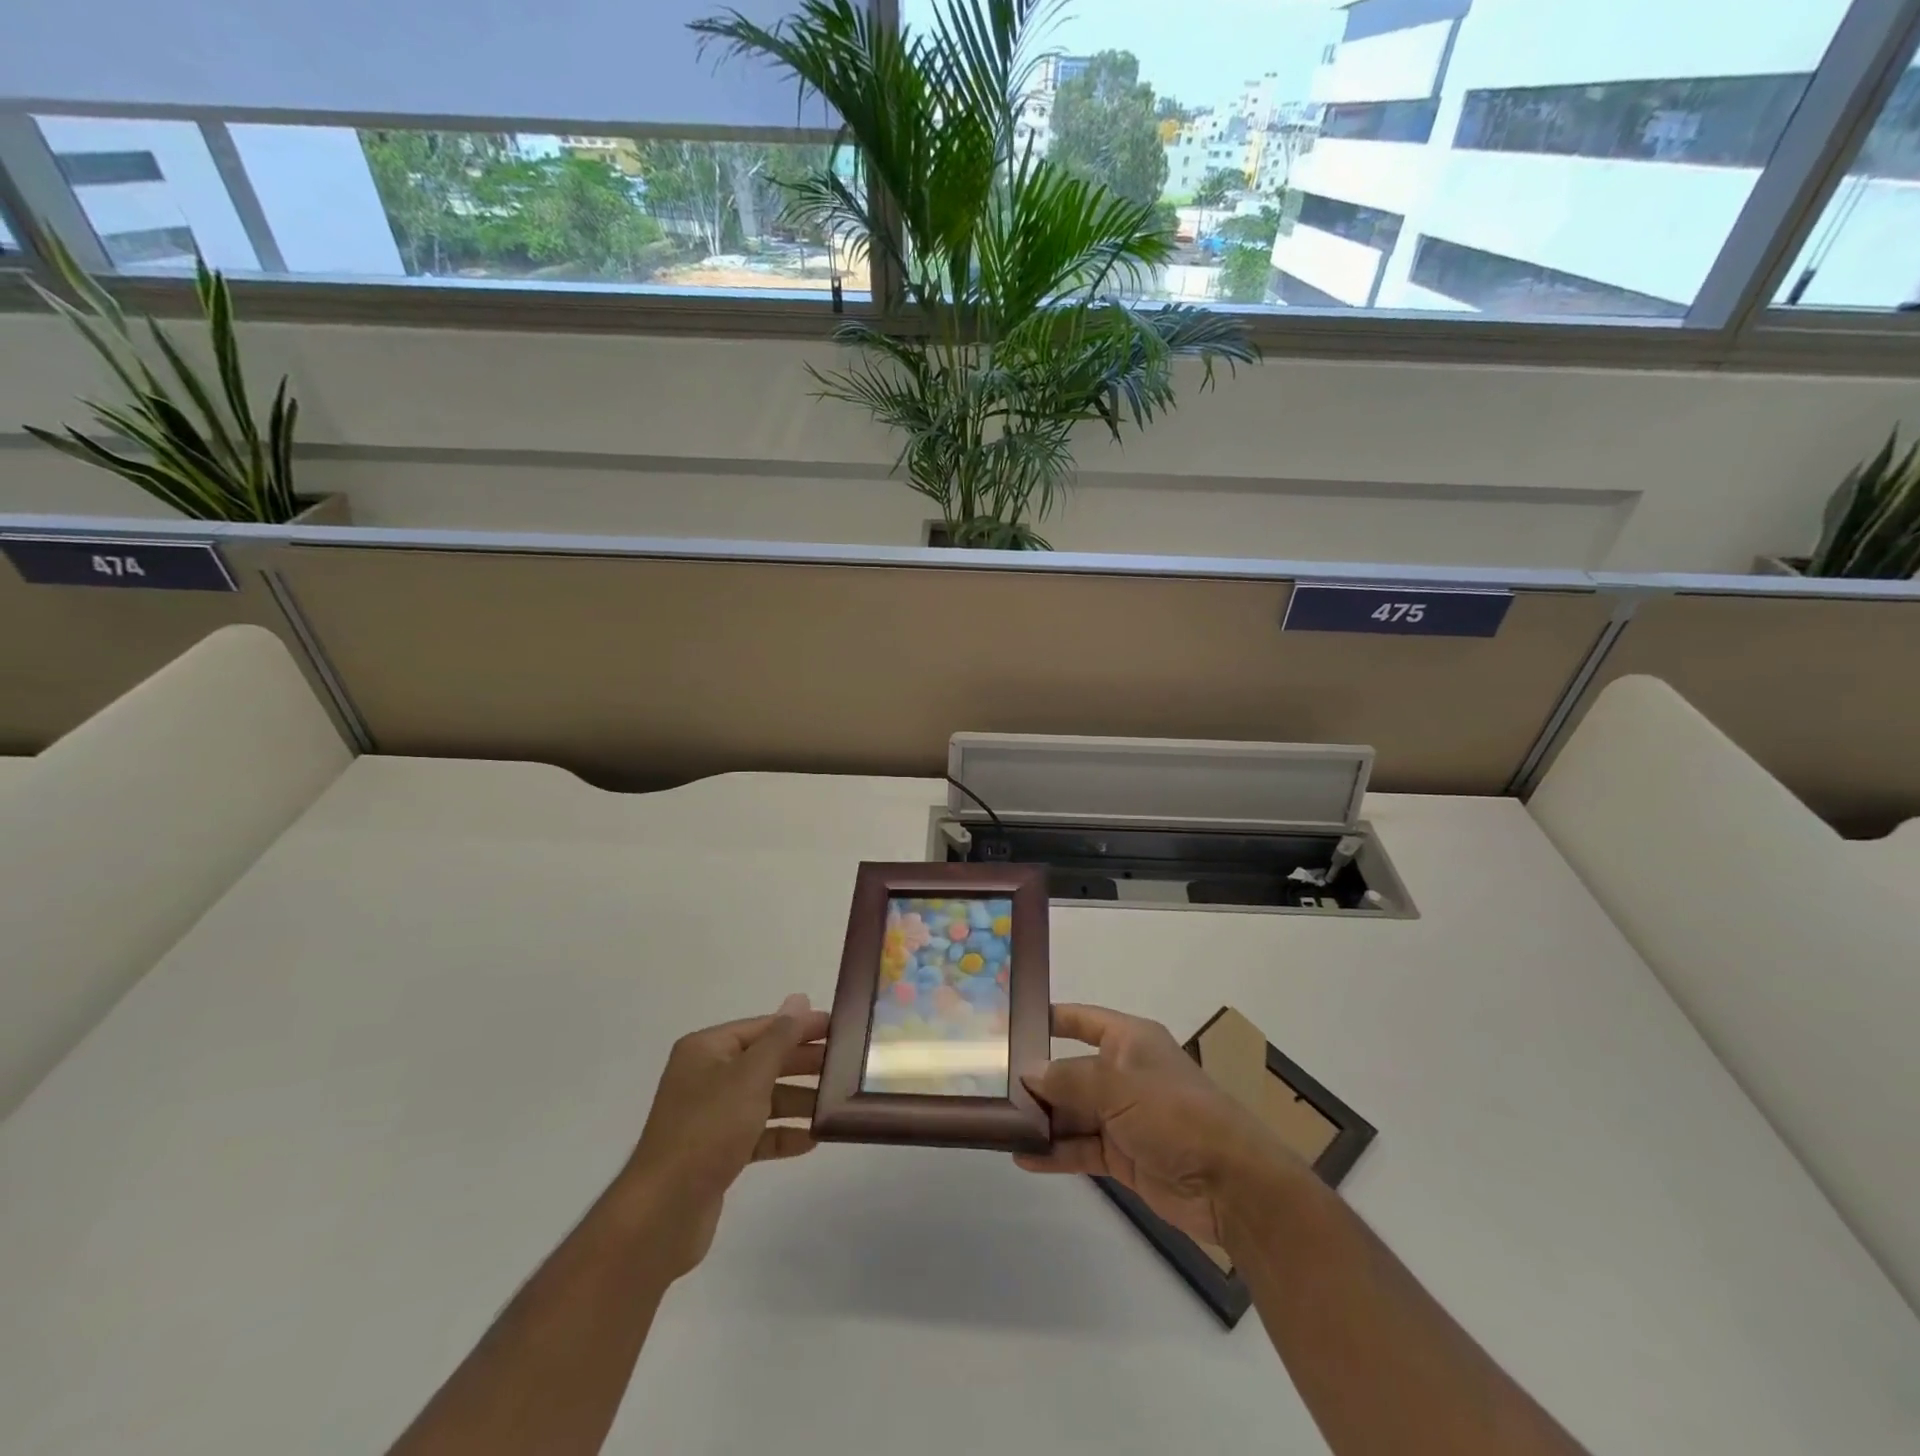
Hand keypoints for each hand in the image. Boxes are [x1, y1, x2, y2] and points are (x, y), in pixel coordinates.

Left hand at [622, 993, 828, 1276]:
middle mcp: (706, 1076)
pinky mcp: (716, 1152)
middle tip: (844, 1067)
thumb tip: (799, 999)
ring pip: (763, 1098)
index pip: (763, 1027)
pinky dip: (782, 1135)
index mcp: (707, 1049)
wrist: (663, 1212)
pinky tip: (811, 1140)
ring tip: (834, 1105)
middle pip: (764, 1061)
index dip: (800, 1027)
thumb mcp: (750, 1075)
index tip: (839, 1030)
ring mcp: (710, 1116)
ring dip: (797, 1101)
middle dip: (802, 1064)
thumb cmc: (709, 1129)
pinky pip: (756, 1133)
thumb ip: (780, 1038)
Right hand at [1016, 1003, 1297, 1246]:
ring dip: (1043, 1119)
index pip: (1082, 1020)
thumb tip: (1029, 1072)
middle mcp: (1124, 1073)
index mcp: (1130, 1041)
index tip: (1010, 1025)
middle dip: (1037, 1079)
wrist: (1230, 1183)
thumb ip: (1069, 1078)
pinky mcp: (1124, 1155)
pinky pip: (1082, 1148)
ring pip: (1073, 1112)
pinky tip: (1023, 1158)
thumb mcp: (1117, 1085)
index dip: (1050, 1019)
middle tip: (990, 1085)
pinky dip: (1056, 1152)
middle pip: (1071, 1070)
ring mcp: (1124, 1116)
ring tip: (999, 1125)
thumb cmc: (1174, 1113)